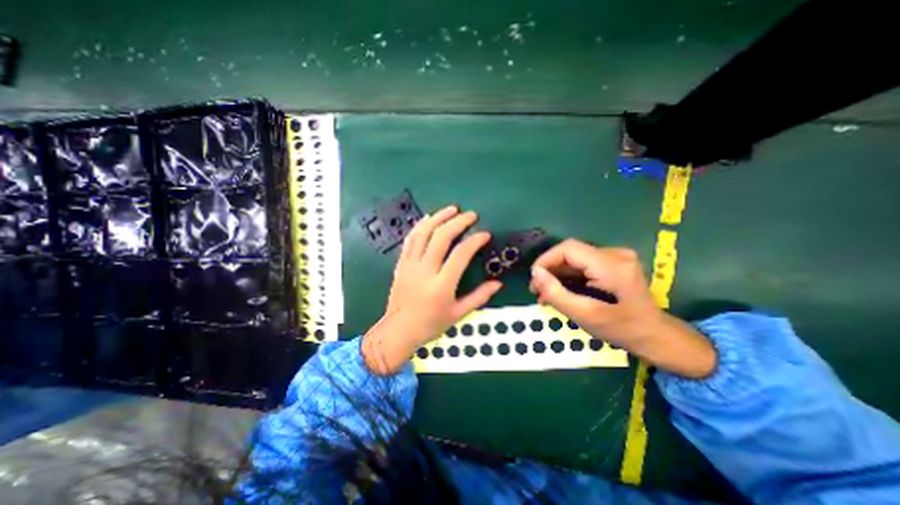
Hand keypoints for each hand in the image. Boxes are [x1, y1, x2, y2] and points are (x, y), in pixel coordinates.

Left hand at [362, 205, 497, 374]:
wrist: (399, 330)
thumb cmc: (431, 324)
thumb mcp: (458, 314)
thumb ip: (479, 297)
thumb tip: (498, 284)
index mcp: (441, 286)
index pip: (460, 255)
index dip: (474, 241)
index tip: (484, 234)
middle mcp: (425, 271)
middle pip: (441, 237)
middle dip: (457, 222)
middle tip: (470, 215)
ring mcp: (410, 265)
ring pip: (423, 234)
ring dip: (438, 218)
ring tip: (451, 209)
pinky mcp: (401, 263)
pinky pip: (410, 240)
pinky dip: (420, 226)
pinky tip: (429, 218)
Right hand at [529, 241, 717, 377]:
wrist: (655, 335)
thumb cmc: (621, 329)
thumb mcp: (584, 315)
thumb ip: (556, 293)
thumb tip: (535, 273)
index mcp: (612, 266)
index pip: (568, 249)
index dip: (546, 259)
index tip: (534, 279)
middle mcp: (616, 254)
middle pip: (571, 252)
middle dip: (550, 269)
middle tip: (537, 290)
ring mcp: (617, 256)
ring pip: (575, 258)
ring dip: (558, 273)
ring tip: (546, 293)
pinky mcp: (615, 262)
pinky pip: (583, 263)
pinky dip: (569, 275)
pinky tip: (562, 290)